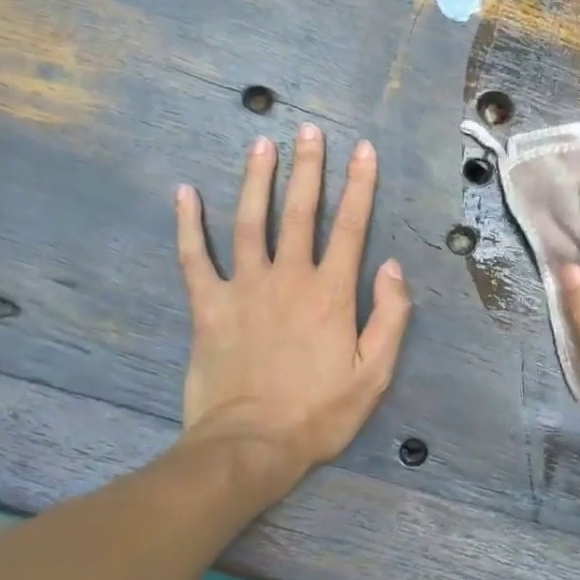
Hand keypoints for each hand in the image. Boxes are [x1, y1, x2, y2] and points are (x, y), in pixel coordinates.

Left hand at [174, 125, 412, 490]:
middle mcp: (289, 278)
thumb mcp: (374, 373)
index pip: (350, 226)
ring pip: (250, 222)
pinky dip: (188, 225)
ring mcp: (245, 288)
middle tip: (309, 130)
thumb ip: (390, 316)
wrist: (249, 448)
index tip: (363, 149)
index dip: (360, 185)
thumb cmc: (318, 412)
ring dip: (257, 180)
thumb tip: (394, 266)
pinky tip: (185, 193)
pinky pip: (195, 259)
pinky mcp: (208, 306)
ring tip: (262, 144)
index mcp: (331, 292)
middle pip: (301, 211)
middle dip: (308, 168)